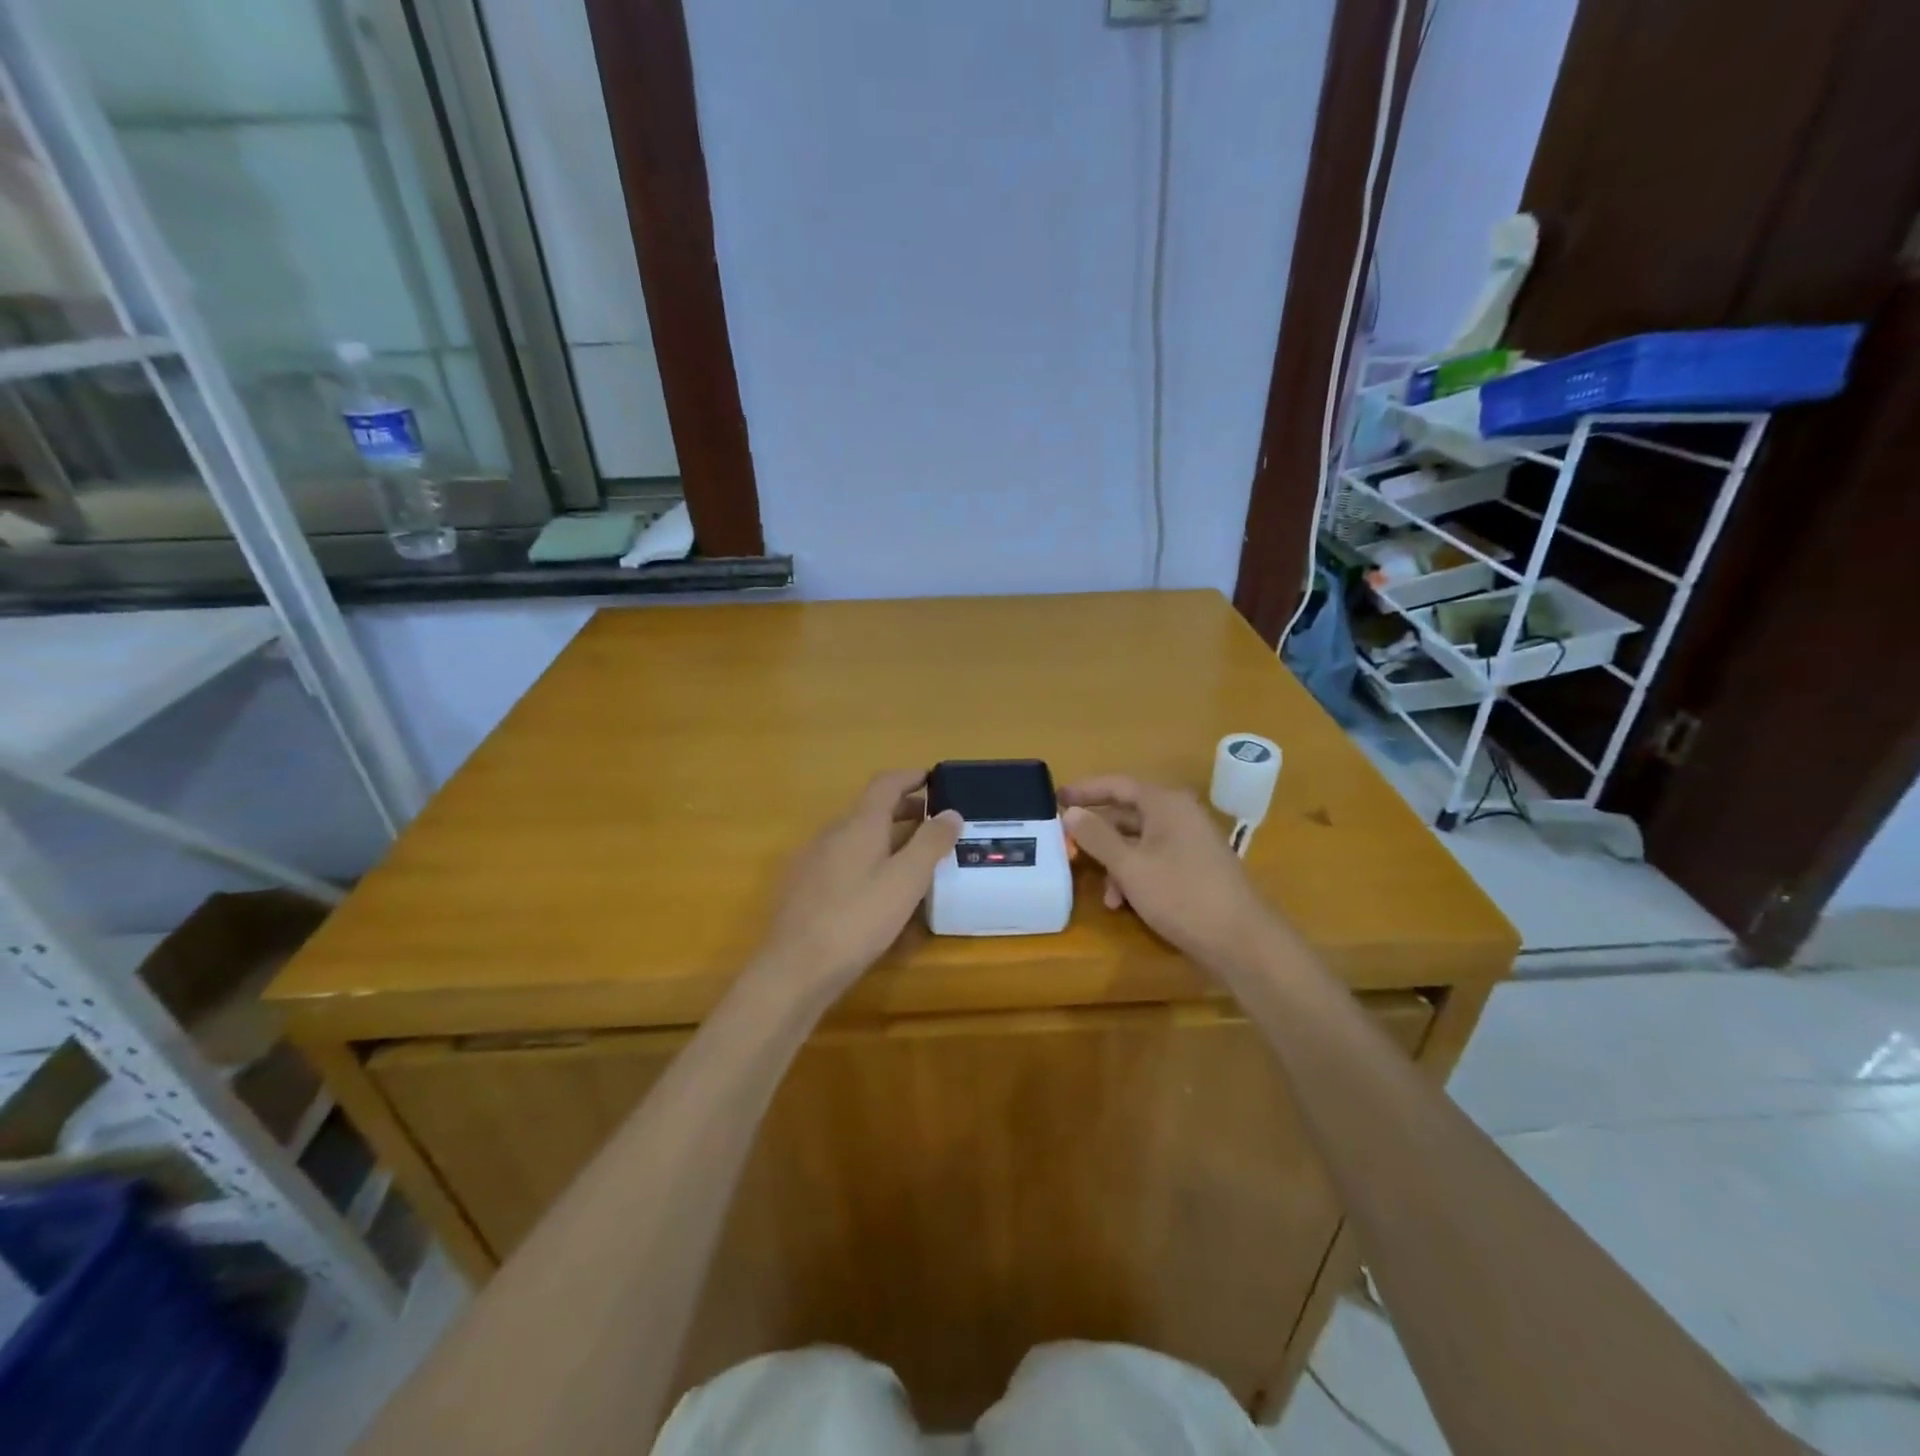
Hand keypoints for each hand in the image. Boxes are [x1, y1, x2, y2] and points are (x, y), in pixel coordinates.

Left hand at [762, 770, 961, 992]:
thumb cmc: (857, 920)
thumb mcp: (905, 881)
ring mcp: (812, 860)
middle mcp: (832, 834)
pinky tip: (878, 888)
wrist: (795, 969)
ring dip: (886, 836)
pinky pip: (842, 859)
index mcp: (858, 825)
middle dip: (904, 809)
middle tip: (934, 821)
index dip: (910, 777)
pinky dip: (867, 859)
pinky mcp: (803, 888)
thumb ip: (930, 843)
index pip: (885, 784)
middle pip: (870, 810)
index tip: (933, 778)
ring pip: (856, 836)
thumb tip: (951, 811)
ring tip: (913, 855)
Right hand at [1061, 775, 1275, 974]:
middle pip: (1127, 814)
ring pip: (1139, 842)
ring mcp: (1190, 843)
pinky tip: (1124, 903)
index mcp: (1166, 804)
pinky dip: (1135, 876)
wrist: (1243, 941)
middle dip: (1097, 834)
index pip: (1118, 785)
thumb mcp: (1130, 867)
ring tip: (1103, 892)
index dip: (1085, 790)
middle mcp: (1179, 816)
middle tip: (1067, 845)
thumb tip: (1071, 813)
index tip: (1056, 798)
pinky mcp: (1195, 869)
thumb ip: (1097, 837)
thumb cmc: (1182, 895)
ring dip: (1115, 863)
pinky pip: (1154, 861)